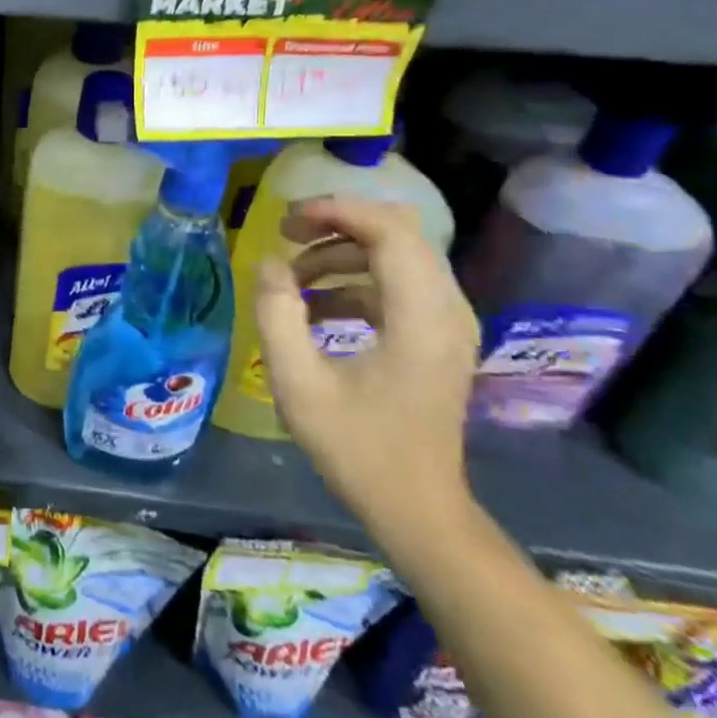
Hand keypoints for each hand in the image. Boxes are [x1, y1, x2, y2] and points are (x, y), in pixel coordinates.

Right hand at [251, 197, 480, 528]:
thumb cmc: (357, 448)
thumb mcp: (299, 383)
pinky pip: (397, 283)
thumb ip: (277, 314)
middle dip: (337, 224)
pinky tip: (315, 308)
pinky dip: (354, 280)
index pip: (390, 230)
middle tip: (285, 236)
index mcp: (421, 317)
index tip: (284, 219)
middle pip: (398, 232)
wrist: (416, 506)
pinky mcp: (437, 336)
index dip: (336, 211)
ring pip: (397, 254)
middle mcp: (446, 309)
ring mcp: (447, 323)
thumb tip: (269, 264)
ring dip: (341, 253)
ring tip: (291, 278)